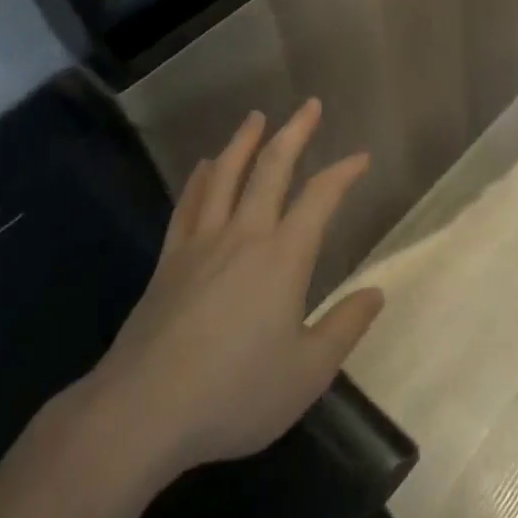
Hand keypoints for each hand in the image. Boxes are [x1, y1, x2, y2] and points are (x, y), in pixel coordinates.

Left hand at [79, 102, 384, 484]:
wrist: (140, 412)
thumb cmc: (233, 393)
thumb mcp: (307, 372)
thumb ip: (345, 327)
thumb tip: (377, 292)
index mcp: (284, 256)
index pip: (321, 197)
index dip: (344, 172)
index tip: (361, 157)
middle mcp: (244, 235)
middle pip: (271, 168)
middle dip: (294, 132)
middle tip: (309, 105)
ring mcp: (201, 244)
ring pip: (225, 175)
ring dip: (244, 141)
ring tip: (256, 117)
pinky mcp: (169, 261)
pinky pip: (188, 204)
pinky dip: (199, 179)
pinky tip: (204, 166)